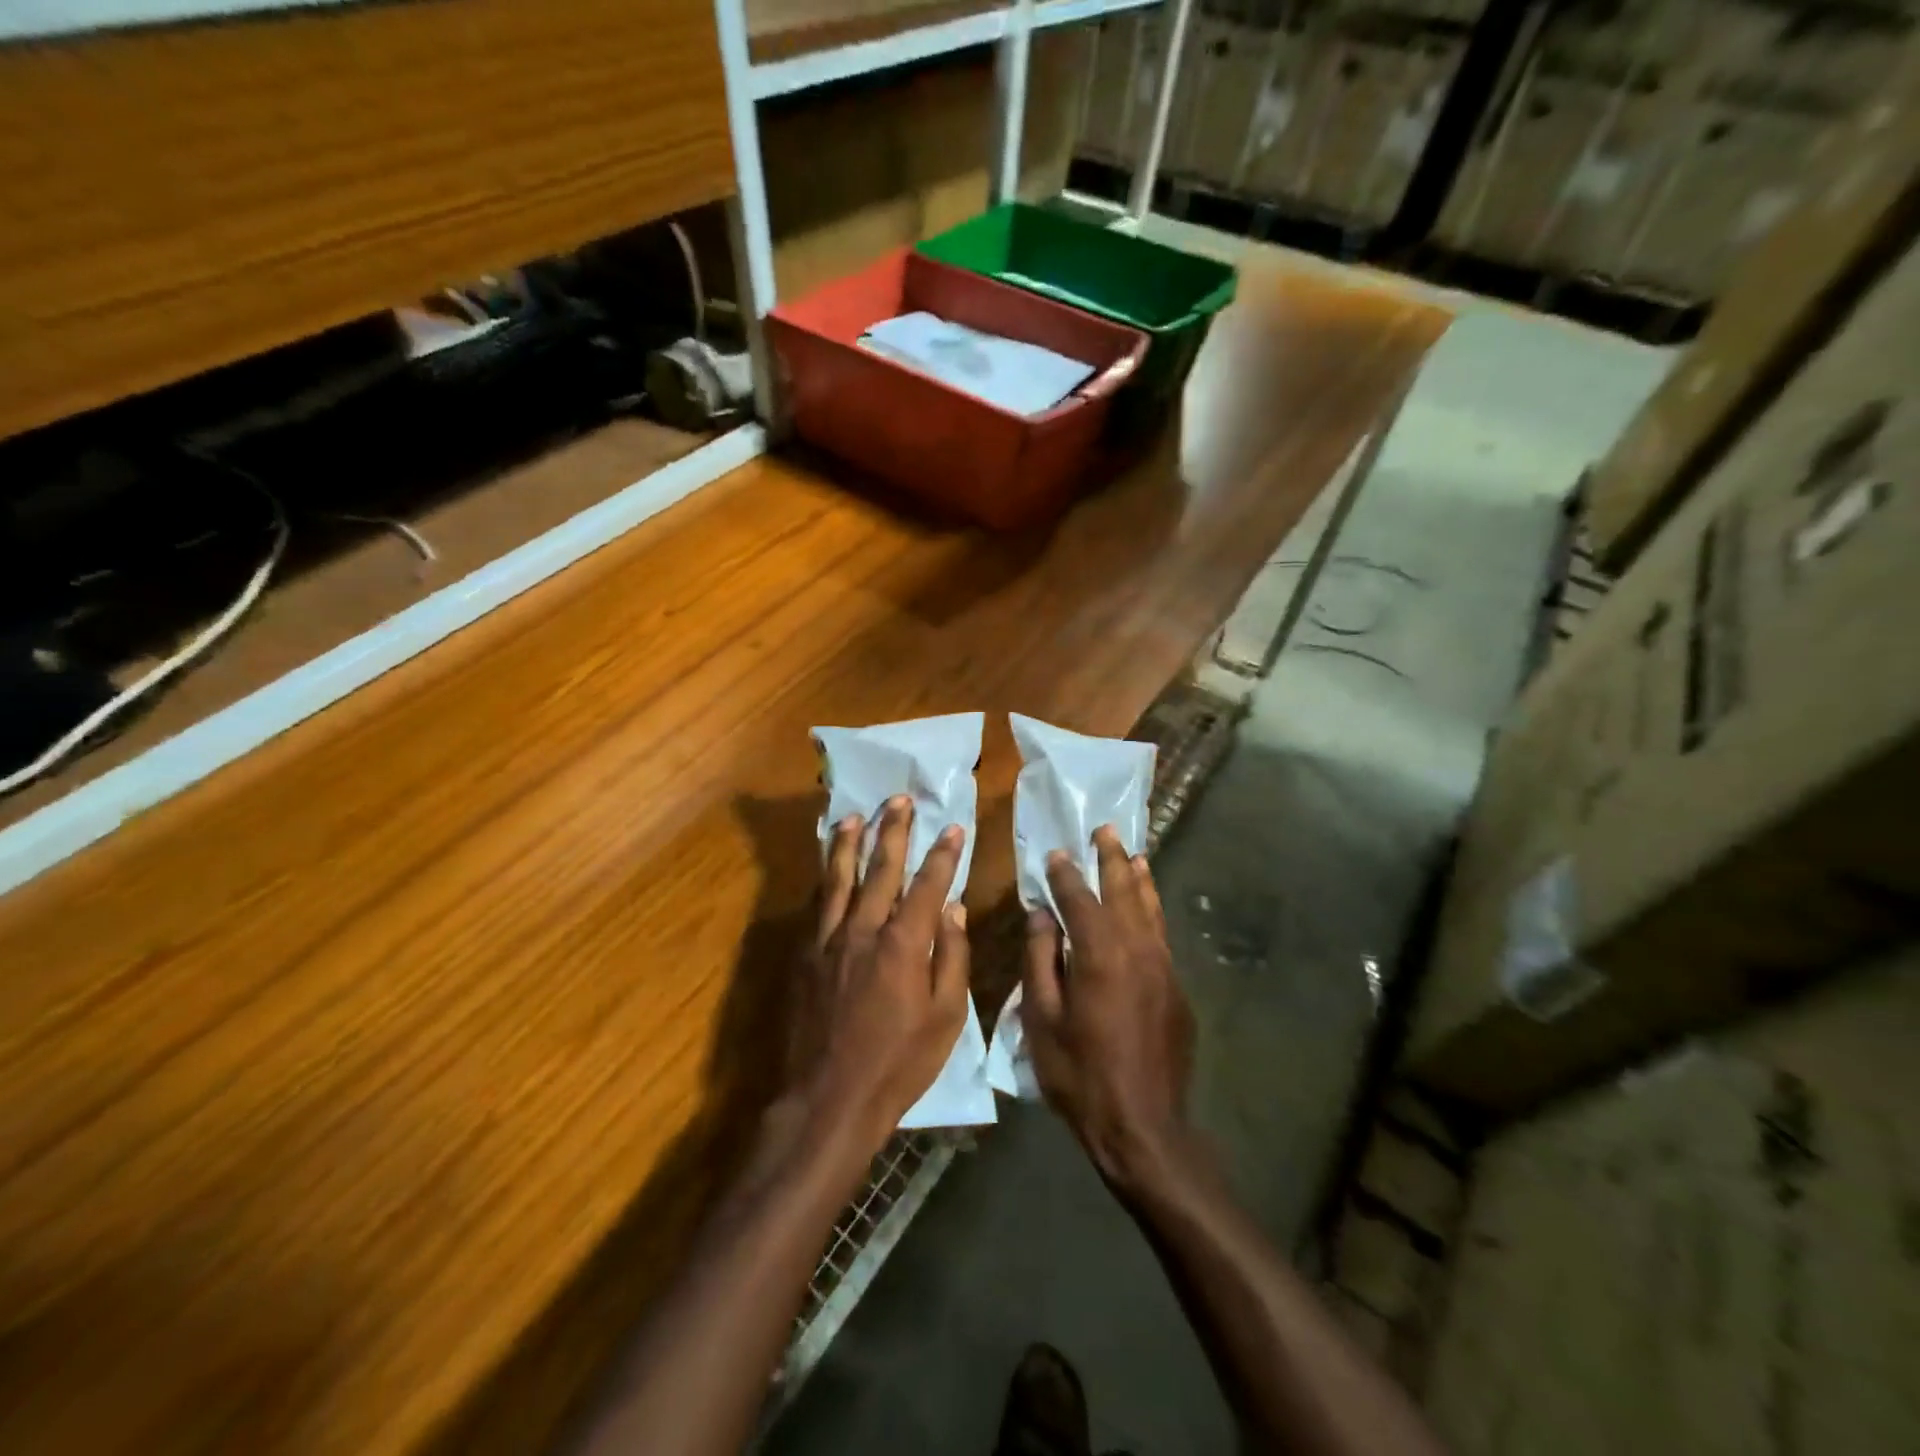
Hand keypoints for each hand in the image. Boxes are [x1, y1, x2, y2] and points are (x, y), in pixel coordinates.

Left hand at [789, 796, 970, 1151]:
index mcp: (903, 944)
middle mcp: (863, 929)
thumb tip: (953, 909)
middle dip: (893, 831)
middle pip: (880, 869)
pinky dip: (824, 879)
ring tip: (854, 816)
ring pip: (838, 878)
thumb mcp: (946, 1019)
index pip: (928, 885)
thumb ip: (951, 958)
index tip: (953, 826)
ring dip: (848, 843)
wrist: (827, 1099)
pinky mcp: (804, 955)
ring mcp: (828, 940)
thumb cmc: (898, 1064)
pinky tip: (827, 867)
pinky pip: (816, 904)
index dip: (943, 854)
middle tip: (899, 799)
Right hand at [1021, 826, 1194, 1192]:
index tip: (1056, 853)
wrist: (1143, 1126)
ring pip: (1150, 909)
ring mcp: (1163, 968)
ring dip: (1138, 878)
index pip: (1079, 899)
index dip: (1065, 874)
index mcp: (1099, 955)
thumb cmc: (1080, 1074)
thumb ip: (1040, 961)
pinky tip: (1147, 905)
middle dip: (1110, 859)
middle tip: (1104, 831)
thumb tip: (1042, 916)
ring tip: (1132, 854)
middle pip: (1122, 891)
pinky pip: (1162, 935)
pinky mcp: (1177, 988)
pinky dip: (1152, 910)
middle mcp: (1136, 950)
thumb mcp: (1042, 1020)